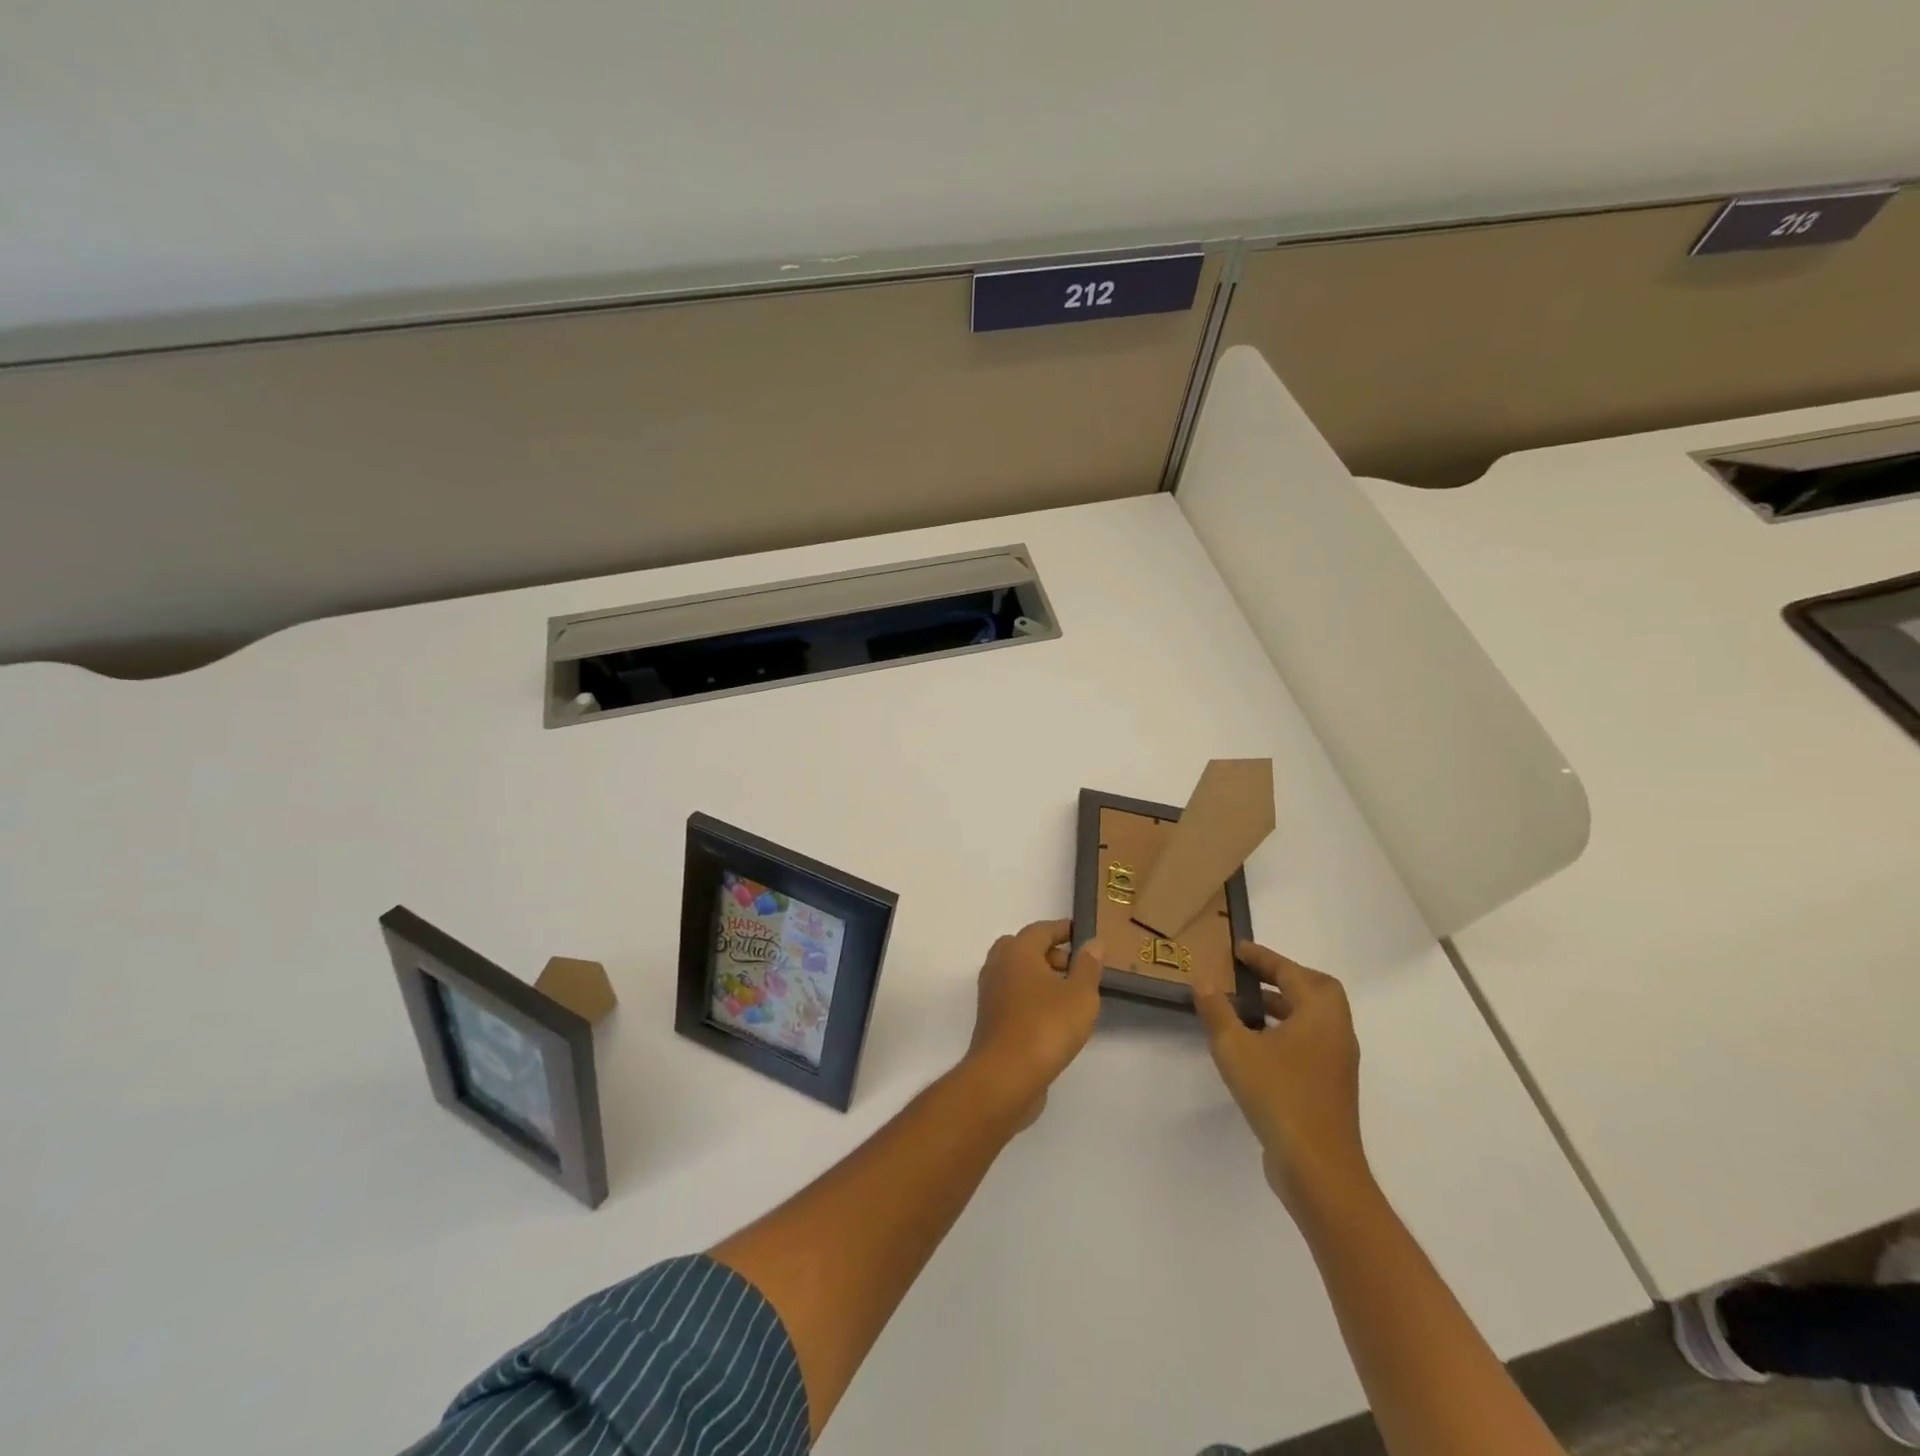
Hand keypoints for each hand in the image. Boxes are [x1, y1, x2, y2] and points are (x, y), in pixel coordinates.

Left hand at [965, 919, 1101, 1129]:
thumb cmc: (1046, 1026)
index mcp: (1018, 951)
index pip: (1041, 930)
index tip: (1082, 934)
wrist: (1005, 1076)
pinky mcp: (990, 1019)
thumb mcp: (1080, 995)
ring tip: (1069, 994)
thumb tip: (1093, 943)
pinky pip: (1013, 996)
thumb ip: (1088, 966)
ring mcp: (990, 993)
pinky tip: (1053, 1016)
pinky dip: (1031, 996)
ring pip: (1016, 973)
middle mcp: (998, 966)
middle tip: (1075, 967)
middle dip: (1049, 953)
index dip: (1063, 930)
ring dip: (1040, 976)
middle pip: (1023, 948)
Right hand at [1193, 942, 1368, 1213]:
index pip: (1292, 973)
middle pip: (1317, 991)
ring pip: (1314, 1019)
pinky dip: (1287, 1031)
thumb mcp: (1235, 1048)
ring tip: (1248, 1006)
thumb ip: (1217, 1011)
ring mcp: (1337, 1064)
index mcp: (1320, 1015)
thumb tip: (1203, 982)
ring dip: (1285, 1005)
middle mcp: (1336, 1033)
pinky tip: (1257, 1045)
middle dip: (1285, 977)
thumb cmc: (1278, 1096)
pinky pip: (1310, 1043)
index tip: (1239, 949)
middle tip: (1252, 975)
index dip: (1264, 958)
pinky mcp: (1330, 1088)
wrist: (1317, 1168)